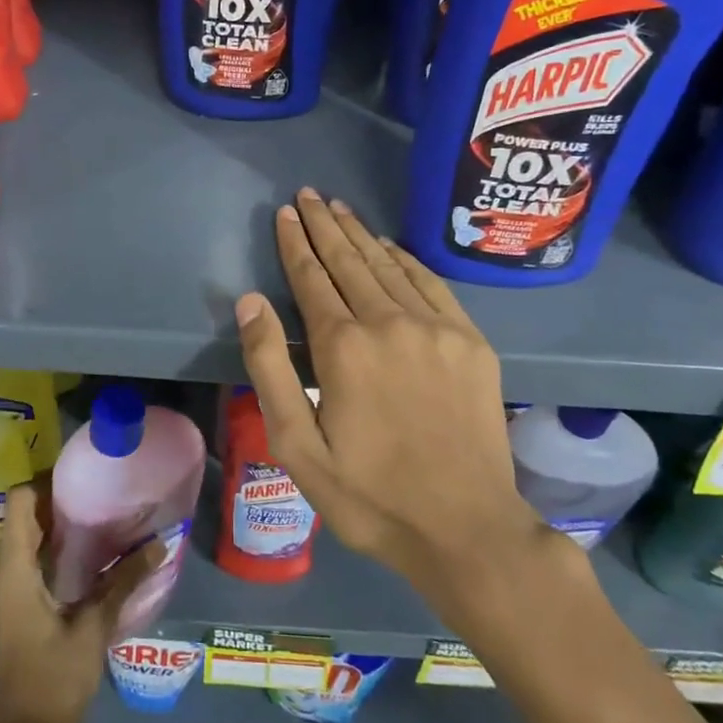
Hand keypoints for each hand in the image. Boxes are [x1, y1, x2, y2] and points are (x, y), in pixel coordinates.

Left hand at [0, 485, 158, 722]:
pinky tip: (80, 566)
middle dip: (56, 505)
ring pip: (20, 543)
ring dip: (52, 531)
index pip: (18, 502)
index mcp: (12, 571)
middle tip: (99, 499)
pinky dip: (45, 555)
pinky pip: (20, 566)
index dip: (46, 483)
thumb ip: (123, 582)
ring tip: (96, 526)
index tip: (81, 480)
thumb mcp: (93, 628)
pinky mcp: (3, 612)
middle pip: (21, 519)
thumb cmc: (54, 682)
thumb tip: (158, 545)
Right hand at [235, 189, 558, 626]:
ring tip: (340, 209)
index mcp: (344, 347)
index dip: (295, 243)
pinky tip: (392, 247)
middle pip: (351, 260)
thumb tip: (250, 302)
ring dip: (362, 235)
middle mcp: (390, 322)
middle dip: (325, 225)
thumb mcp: (297, 447)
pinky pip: (432, 284)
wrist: (466, 528)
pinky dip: (407, 260)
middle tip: (308, 194)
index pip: (312, 278)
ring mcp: (437, 328)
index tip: (284, 213)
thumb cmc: (369, 496)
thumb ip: (270, 368)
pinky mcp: (471, 342)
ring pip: (390, 265)